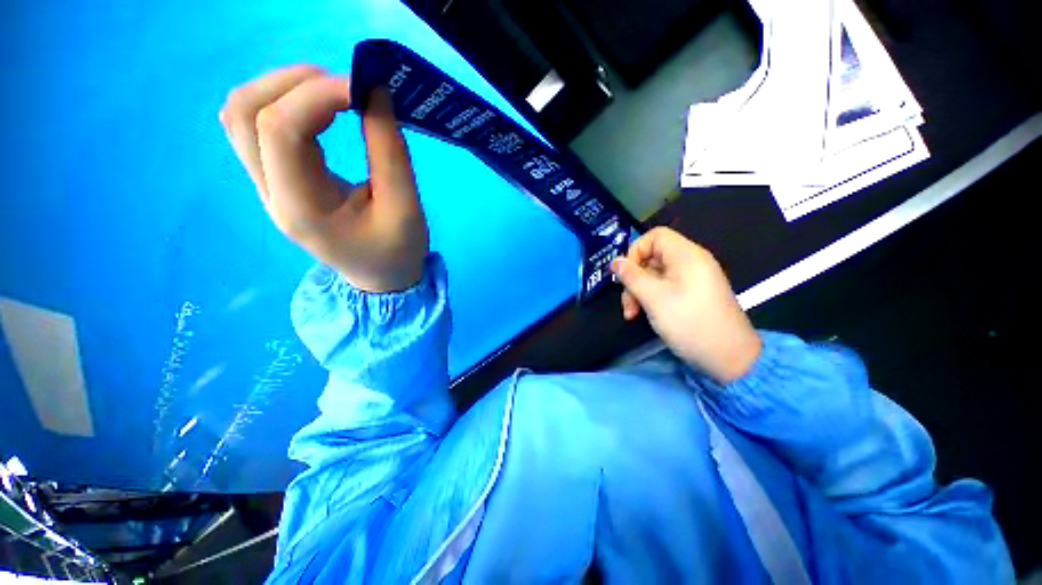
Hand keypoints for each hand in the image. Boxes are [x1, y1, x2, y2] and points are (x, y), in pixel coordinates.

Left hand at [220, 65, 428, 291]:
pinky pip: (256, 127)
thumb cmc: (398, 250)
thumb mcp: (405, 207)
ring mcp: (267, 186)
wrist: (381, 278)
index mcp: (302, 208)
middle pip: (245, 114)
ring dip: (281, 87)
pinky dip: (283, 102)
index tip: (364, 87)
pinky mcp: (276, 179)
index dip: (318, 95)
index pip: (281, 131)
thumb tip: (374, 91)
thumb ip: (389, 150)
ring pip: (241, 115)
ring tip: (330, 91)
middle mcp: (271, 193)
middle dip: (293, 83)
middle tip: (345, 85)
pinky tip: (319, 108)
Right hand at [611, 227, 760, 382]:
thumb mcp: (654, 298)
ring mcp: (692, 280)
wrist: (729, 358)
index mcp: (686, 255)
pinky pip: (665, 288)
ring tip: (632, 315)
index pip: (655, 236)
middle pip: (652, 258)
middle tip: (627, 304)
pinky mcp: (692, 295)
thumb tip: (615, 261)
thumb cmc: (689, 322)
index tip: (625, 273)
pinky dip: (651, 298)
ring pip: (655, 275)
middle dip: (634, 279)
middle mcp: (691, 263)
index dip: (636, 250)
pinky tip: (644, 315)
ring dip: (639, 292)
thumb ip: (632, 277)